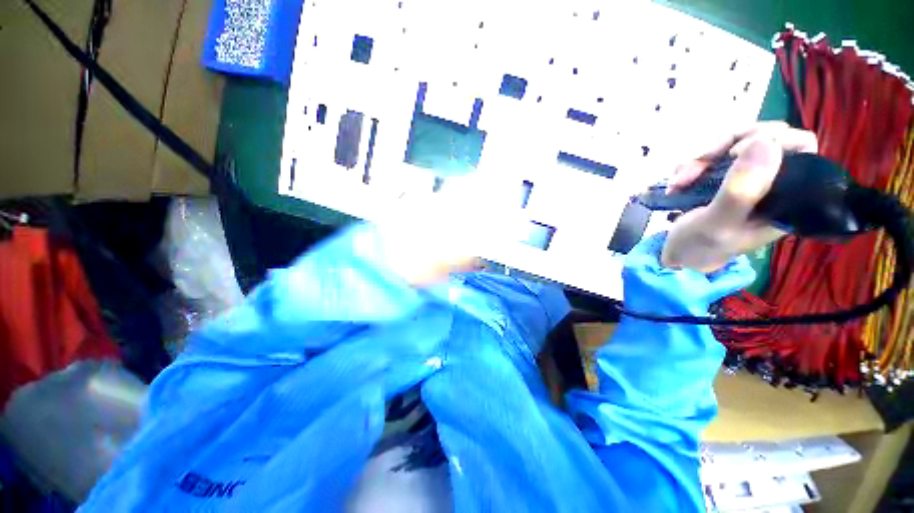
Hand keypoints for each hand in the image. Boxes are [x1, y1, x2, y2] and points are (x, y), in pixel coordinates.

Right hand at [661, 122, 818, 272]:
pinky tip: (677, 185)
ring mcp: (745, 178)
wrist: (675, 256)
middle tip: (699, 163)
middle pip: (762, 138)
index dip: (770, 139)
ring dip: (699, 159)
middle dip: (724, 147)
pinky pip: (711, 155)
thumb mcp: (716, 224)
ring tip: (679, 183)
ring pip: (732, 144)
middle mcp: (770, 183)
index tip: (734, 152)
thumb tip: (764, 141)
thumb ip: (740, 191)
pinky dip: (689, 166)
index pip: (800, 147)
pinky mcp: (723, 178)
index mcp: (785, 197)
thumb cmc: (698, 247)